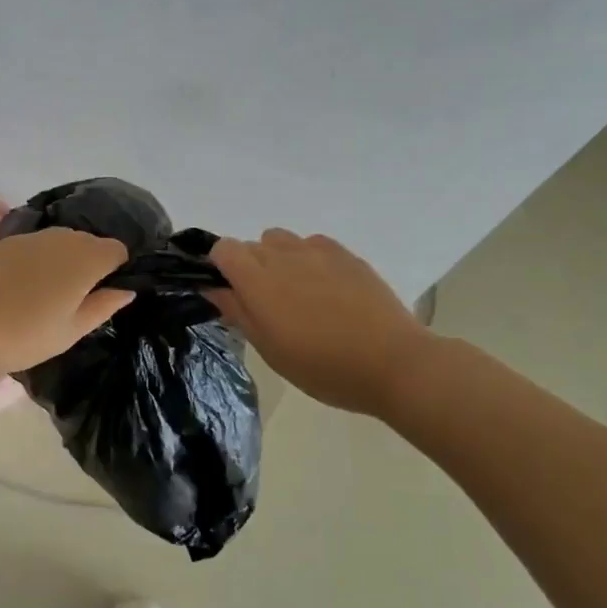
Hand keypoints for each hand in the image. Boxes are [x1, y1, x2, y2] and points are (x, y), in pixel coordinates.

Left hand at [0, 227, 133, 381]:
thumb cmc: (22, 335)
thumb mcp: (70, 331)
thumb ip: (102, 306)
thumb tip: (126, 289)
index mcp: (86, 257)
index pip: (117, 250)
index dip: (118, 270)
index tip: (107, 296)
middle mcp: (61, 237)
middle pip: (88, 243)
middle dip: (90, 265)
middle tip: (79, 302)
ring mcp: (29, 237)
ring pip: (60, 243)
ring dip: (62, 263)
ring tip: (49, 299)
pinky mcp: (1, 242)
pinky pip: (34, 248)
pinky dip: (37, 263)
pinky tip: (21, 291)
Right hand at [209, 229, 429, 414]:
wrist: (393, 363)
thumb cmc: (323, 367)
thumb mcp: (270, 349)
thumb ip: (237, 312)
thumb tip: (213, 289)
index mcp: (257, 280)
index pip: (223, 249)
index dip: (221, 267)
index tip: (230, 293)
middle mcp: (282, 255)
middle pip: (250, 245)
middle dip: (249, 268)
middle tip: (267, 305)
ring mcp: (316, 251)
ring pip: (281, 240)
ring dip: (278, 259)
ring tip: (297, 292)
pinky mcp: (345, 253)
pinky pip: (312, 244)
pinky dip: (309, 258)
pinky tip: (326, 288)